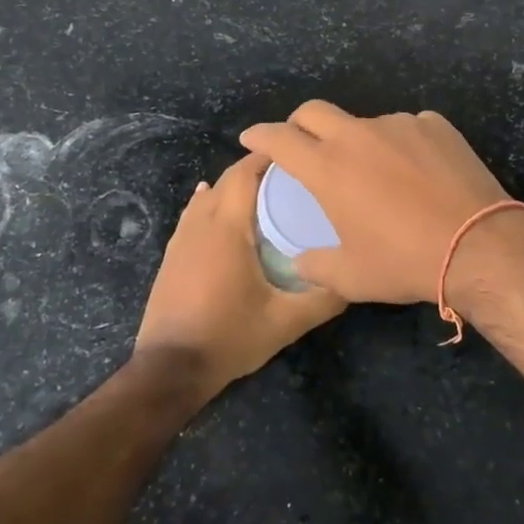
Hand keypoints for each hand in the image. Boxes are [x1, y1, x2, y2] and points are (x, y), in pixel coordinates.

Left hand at [133, 153, 344, 400]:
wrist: (169, 368)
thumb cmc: (229, 336)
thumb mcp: (285, 322)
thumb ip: (323, 299)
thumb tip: (354, 278)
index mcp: (227, 226)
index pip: (245, 172)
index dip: (268, 156)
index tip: (297, 155)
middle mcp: (201, 221)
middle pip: (227, 179)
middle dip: (256, 170)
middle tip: (290, 177)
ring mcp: (181, 237)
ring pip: (208, 195)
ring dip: (233, 188)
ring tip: (263, 193)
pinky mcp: (172, 255)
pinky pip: (193, 214)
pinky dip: (211, 203)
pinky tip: (217, 207)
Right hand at [240, 102, 511, 303]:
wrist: (479, 245)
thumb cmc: (405, 261)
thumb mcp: (352, 276)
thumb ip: (316, 265)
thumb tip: (301, 260)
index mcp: (328, 167)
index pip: (279, 138)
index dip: (260, 134)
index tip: (251, 137)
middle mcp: (358, 135)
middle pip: (314, 111)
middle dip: (298, 123)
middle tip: (301, 143)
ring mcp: (399, 124)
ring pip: (364, 123)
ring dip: (358, 141)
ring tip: (375, 174)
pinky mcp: (434, 125)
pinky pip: (406, 128)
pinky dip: (400, 145)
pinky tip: (416, 172)